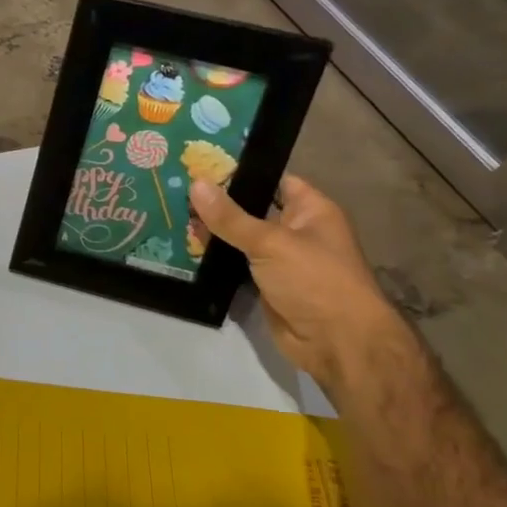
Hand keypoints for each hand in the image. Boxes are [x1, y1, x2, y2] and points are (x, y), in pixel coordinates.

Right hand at [189, 173, 414, 392]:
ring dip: (211, 231)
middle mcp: (296, 231)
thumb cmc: (315, 281)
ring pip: (239, 238)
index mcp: (310, 210)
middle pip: (251, 208)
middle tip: (174, 186)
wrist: (337, 344)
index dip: (240, 171)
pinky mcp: (264, 284)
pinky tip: (180, 246)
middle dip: (217, 201)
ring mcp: (279, 259)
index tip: (199, 162)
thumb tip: (195, 183)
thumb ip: (230, 217)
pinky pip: (234, 264)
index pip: (273, 179)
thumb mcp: (270, 242)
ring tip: (169, 211)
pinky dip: (213, 258)